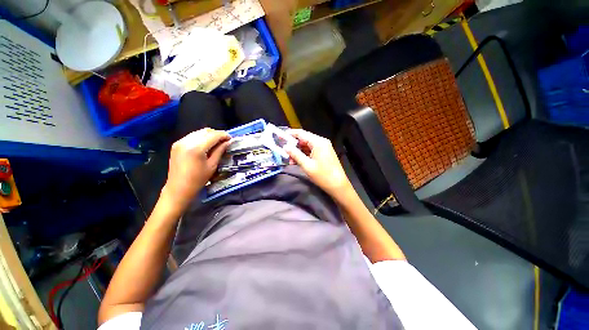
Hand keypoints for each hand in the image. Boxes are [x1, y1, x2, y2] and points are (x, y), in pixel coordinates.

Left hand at [162, 128, 229, 212]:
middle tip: (225, 140)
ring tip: (217, 142)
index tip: (231, 138)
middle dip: (217, 134)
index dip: (224, 135)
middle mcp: (186, 141)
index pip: (213, 135)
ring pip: (198, 132)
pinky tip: (206, 145)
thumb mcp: (212, 165)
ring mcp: (180, 142)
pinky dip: (201, 138)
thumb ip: (220, 151)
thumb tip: (228, 142)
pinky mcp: (176, 144)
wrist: (178, 188)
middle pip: (206, 131)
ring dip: (209, 135)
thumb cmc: (198, 179)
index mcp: (196, 147)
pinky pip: (192, 136)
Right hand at [285, 129, 352, 199]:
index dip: (290, 134)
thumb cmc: (322, 175)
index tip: (280, 137)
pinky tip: (297, 160)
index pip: (301, 133)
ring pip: (308, 145)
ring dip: (298, 151)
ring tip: (289, 158)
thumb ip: (295, 154)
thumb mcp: (307, 165)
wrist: (338, 185)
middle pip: (304, 139)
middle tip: (283, 150)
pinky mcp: (325, 153)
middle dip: (294, 145)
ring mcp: (324, 147)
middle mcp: (322, 141)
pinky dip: (305, 154)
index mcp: (318, 142)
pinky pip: (312, 150)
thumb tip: (285, 147)